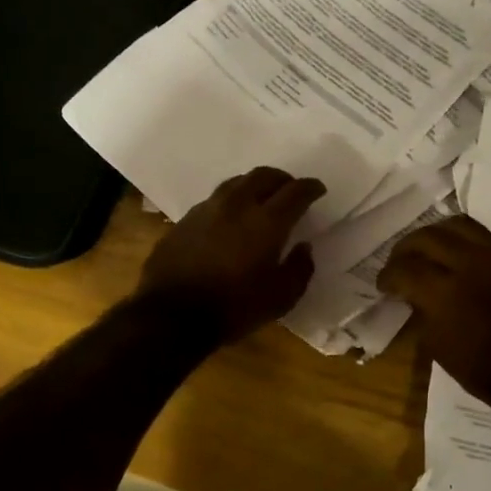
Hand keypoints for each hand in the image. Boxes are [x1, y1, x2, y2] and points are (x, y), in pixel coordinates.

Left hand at [135, 168, 325, 343]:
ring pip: (236, 183)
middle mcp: (237, 205)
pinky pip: (214, 200)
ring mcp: (206, 209)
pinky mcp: (184, 220)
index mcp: (266, 221)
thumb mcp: (280, 299)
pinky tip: (229, 220)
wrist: (171, 315)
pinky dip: (230, 202)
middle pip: (263, 176)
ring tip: (260, 199)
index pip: (295, 192)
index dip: (310, 188)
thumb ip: (299, 269)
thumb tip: (304, 248)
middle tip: (291, 191)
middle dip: (283, 179)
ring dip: (254, 186)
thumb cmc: (233, 308)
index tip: (318, 190)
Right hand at [378, 216, 490, 414]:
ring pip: (462, 226)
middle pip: (428, 236)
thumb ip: (424, 313)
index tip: (384, 284)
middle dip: (407, 248)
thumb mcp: (441, 348)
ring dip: (439, 235)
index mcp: (444, 291)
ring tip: (434, 249)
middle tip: (401, 261)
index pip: (403, 268)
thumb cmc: (487, 372)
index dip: (387, 276)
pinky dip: (475, 247)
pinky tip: (473, 263)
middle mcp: (471, 263)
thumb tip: (416, 296)